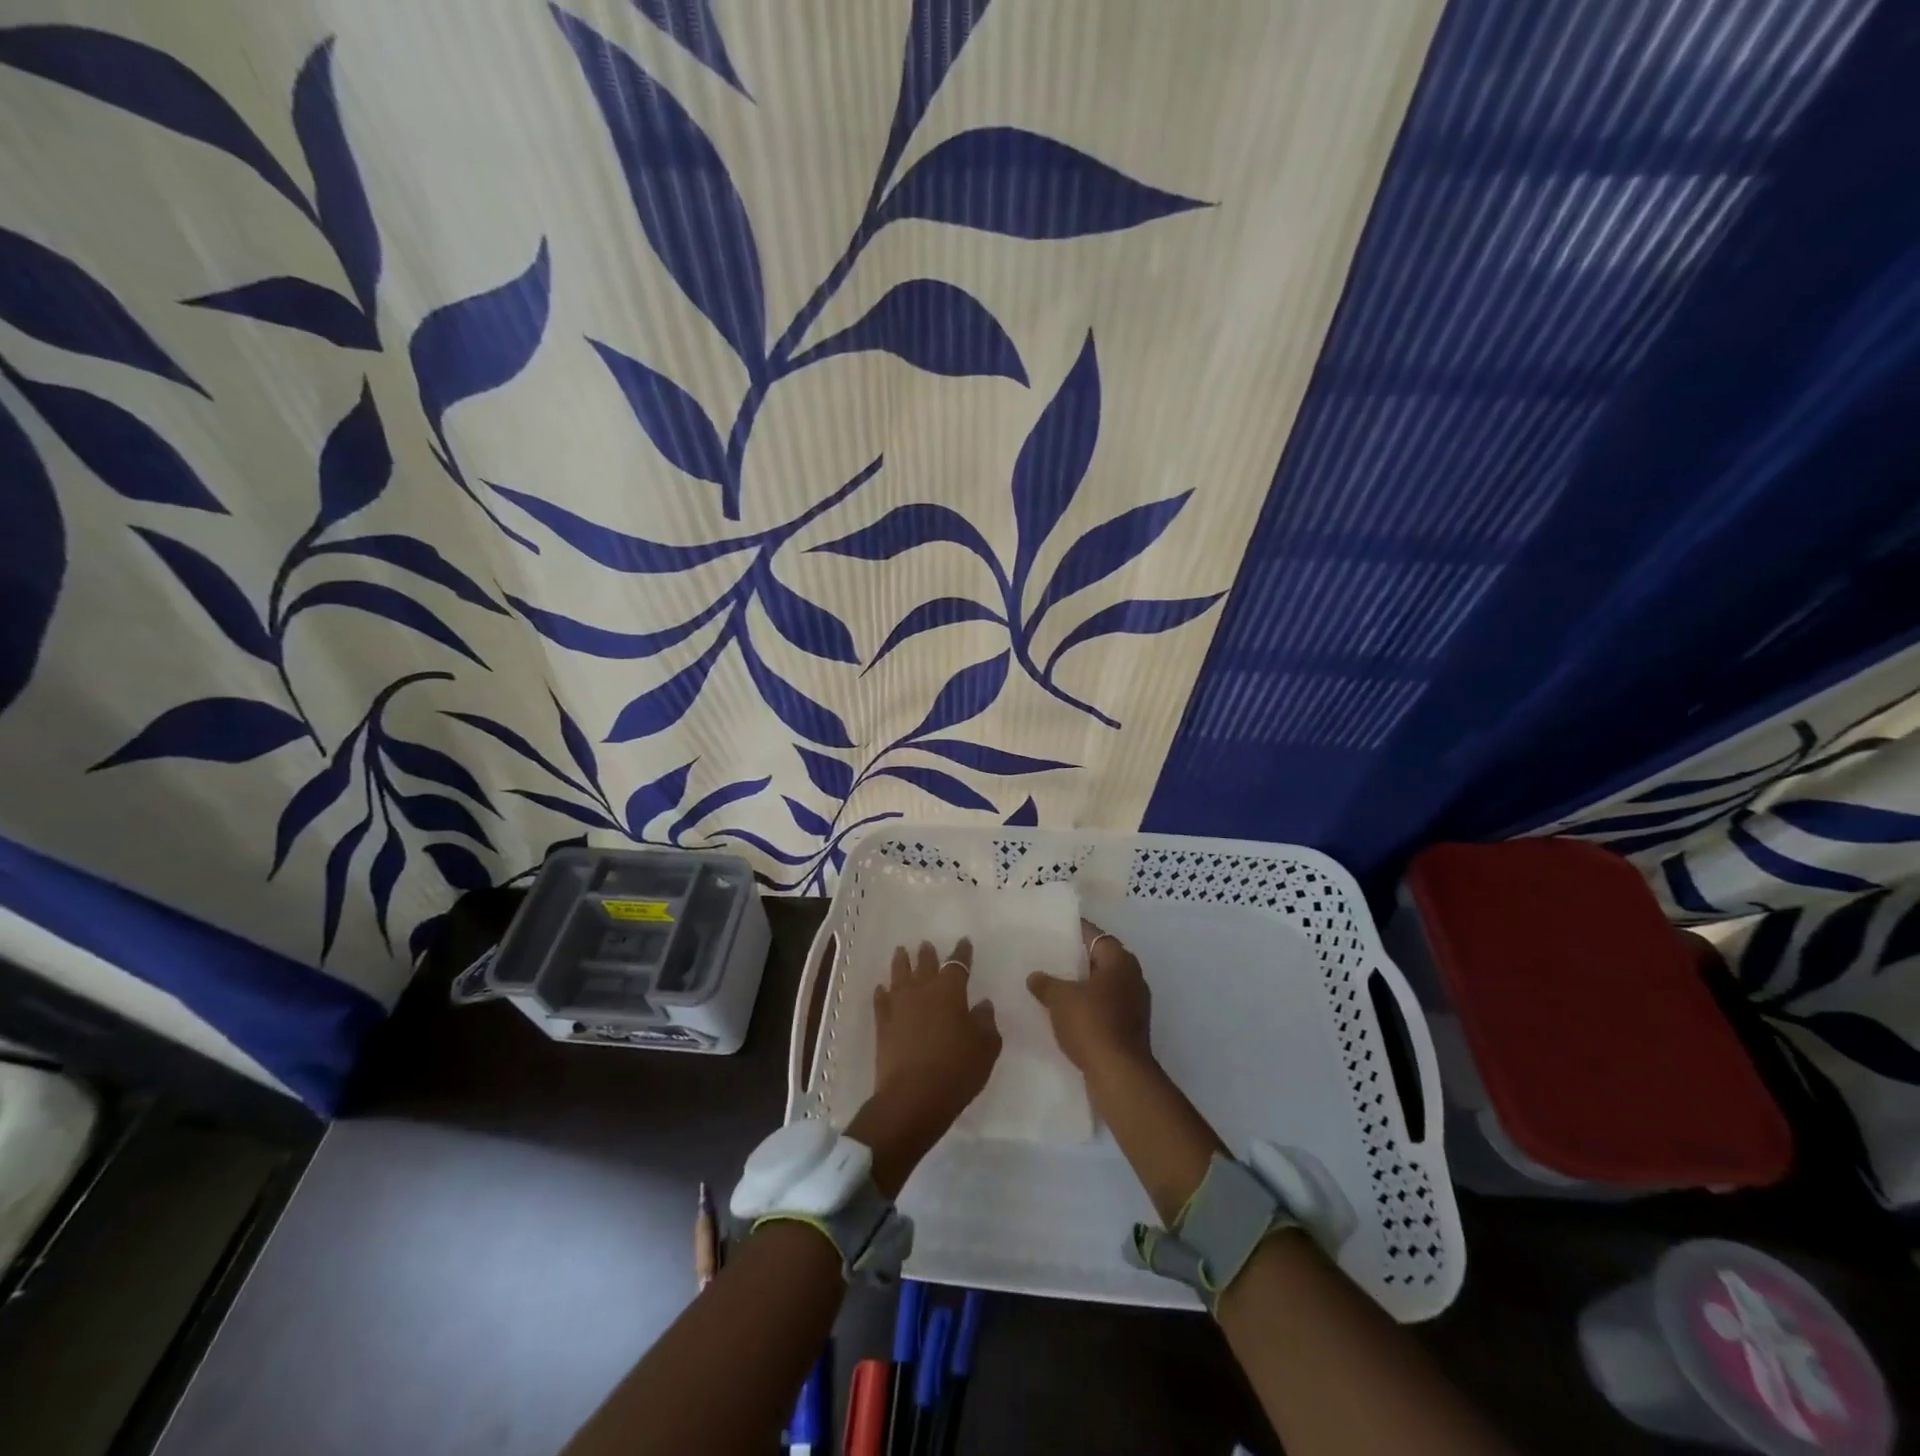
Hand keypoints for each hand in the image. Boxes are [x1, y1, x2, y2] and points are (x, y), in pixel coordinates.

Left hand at [849, 939, 1001, 1195]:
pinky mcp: (882, 1024)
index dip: (962, 952)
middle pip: (925, 963)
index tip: (964, 942)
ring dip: (902, 962)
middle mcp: (923, 990)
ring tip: (901, 952)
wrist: (912, 1097)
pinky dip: (882, 992)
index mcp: (950, 991)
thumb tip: (982, 1004)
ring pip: (899, 975)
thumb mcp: (985, 1048)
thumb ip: (986, 1022)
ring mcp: (899, 1005)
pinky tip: (881, 988)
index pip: (958, 964)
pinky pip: (881, 1000)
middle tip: (926, 945)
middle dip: (928, 953)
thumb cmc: (956, 1070)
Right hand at [1027, 919, 1154, 1074]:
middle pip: (1099, 960)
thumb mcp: (1060, 999)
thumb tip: (1035, 976)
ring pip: (1101, 986)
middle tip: (1046, 958)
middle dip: (1074, 960)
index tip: (1051, 931)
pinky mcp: (1129, 1028)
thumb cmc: (1092, 1024)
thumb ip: (1045, 983)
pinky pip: (1103, 1007)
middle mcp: (1132, 978)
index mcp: (1120, 961)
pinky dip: (1086, 1007)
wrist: (1119, 1075)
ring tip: (1049, 985)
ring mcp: (1134, 1005)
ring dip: (1079, 986)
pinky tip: (1063, 1013)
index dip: (1072, 931)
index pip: (1094, 936)